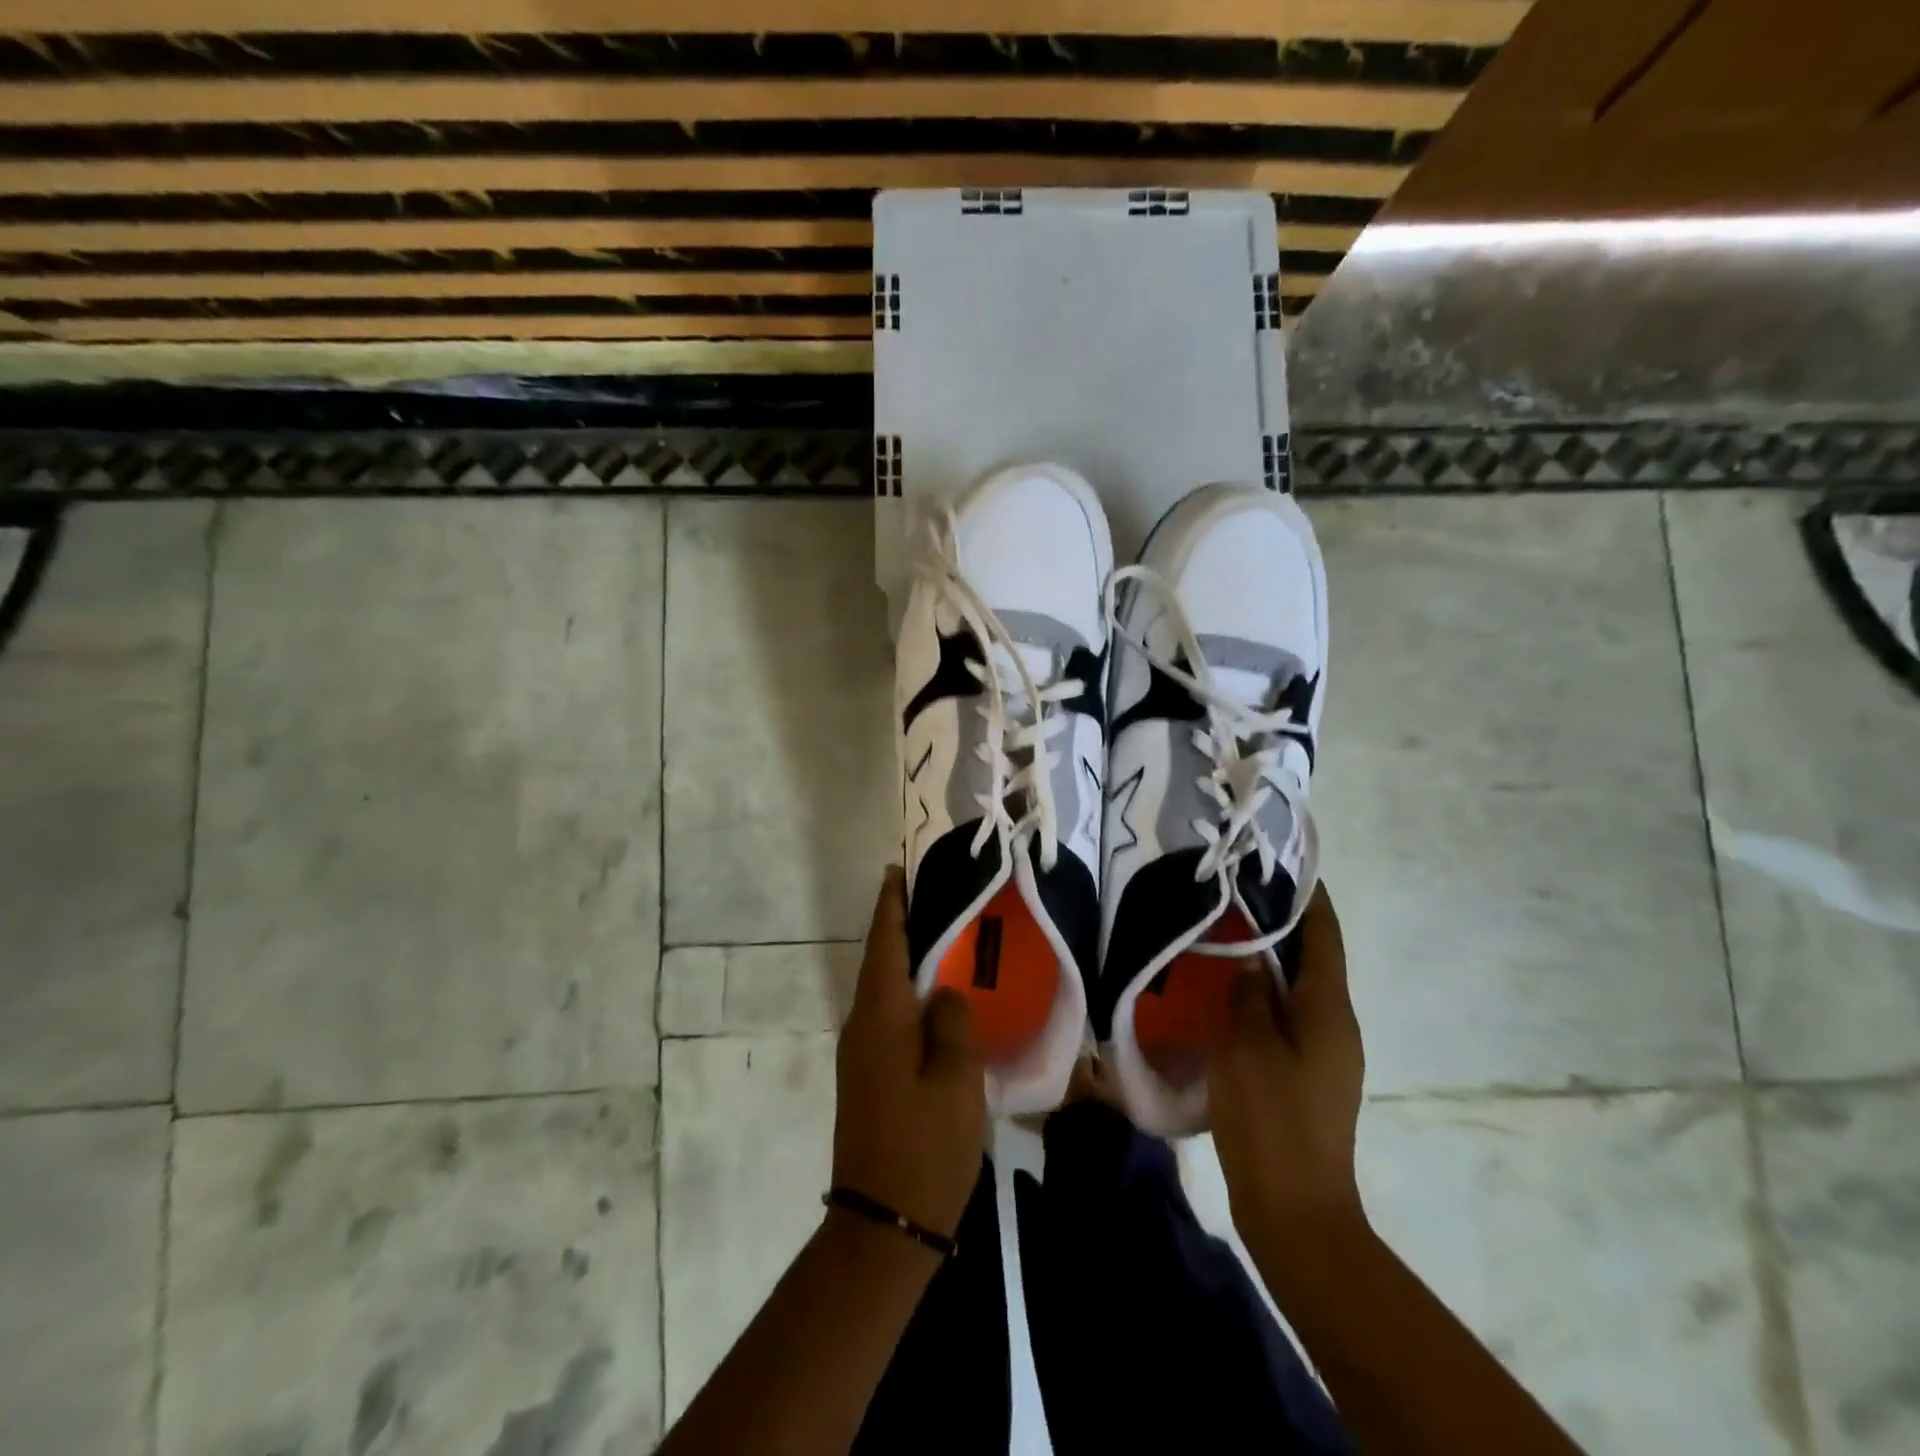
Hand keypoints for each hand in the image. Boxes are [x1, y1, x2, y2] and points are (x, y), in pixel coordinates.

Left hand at [831, 866, 986, 1240]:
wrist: (883, 1225)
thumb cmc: (925, 1147)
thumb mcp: (955, 1081)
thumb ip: (952, 1023)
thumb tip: (943, 992)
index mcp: (880, 1018)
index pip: (885, 944)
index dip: (891, 905)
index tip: (897, 871)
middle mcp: (861, 1027)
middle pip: (880, 962)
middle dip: (899, 926)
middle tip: (931, 896)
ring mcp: (860, 1055)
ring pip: (884, 991)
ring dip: (904, 960)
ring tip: (939, 937)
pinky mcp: (867, 1077)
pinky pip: (887, 1017)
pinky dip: (906, 994)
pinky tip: (933, 999)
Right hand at [1209, 884, 1366, 1239]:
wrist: (1296, 1211)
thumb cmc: (1273, 1120)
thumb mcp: (1249, 1047)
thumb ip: (1250, 995)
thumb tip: (1253, 961)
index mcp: (1329, 1011)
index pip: (1324, 937)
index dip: (1310, 898)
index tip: (1286, 863)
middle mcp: (1336, 1025)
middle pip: (1314, 959)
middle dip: (1285, 923)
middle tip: (1240, 893)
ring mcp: (1325, 1054)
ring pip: (1299, 989)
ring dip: (1271, 958)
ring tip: (1229, 933)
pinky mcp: (1307, 1076)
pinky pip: (1287, 1016)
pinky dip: (1265, 993)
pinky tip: (1230, 992)